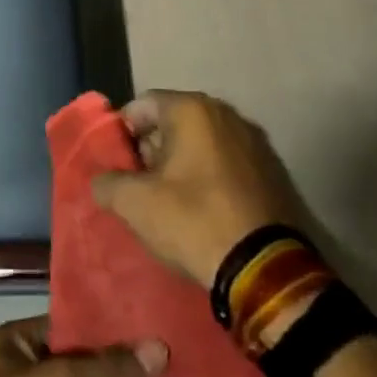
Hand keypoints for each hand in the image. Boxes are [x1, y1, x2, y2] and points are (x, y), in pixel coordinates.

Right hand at [92, 89, 311, 289]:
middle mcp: (225, 113)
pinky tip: (205, 210)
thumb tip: (101, 181)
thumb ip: (108, 183)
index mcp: (191, 108)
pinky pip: (229, 163)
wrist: (268, 270)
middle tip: (141, 186)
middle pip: (174, 121)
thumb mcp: (136, 205)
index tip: (117, 166)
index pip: (141, 105)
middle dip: (153, 149)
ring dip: (183, 164)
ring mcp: (255, 141)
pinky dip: (212, 177)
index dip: (123, 133)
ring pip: (203, 143)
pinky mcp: (274, 171)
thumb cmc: (195, 221)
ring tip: (171, 202)